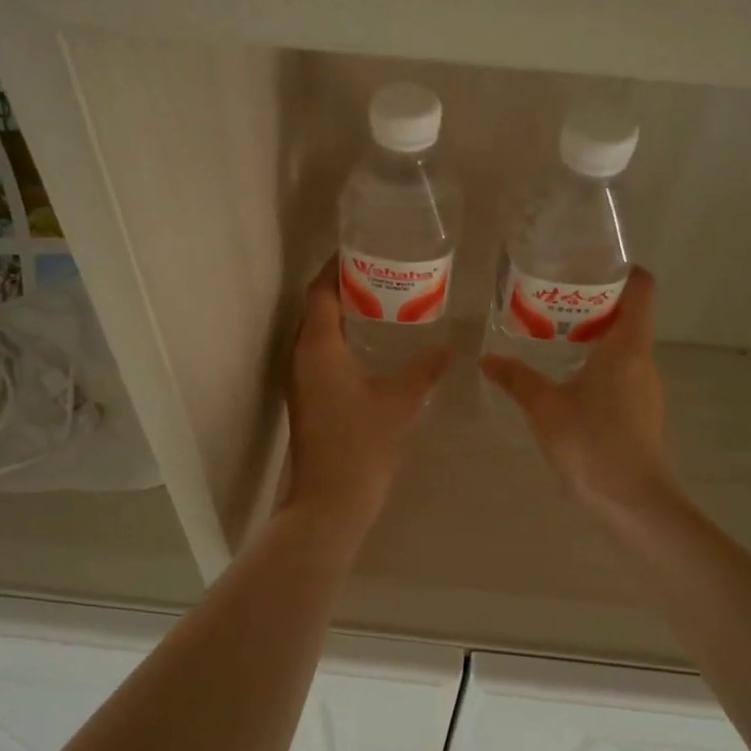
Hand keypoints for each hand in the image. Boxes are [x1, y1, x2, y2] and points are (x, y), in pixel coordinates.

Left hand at [284, 258, 450, 528]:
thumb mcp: (401, 400)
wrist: (330, 501)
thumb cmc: (362, 444)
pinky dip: (341, 338)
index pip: (320, 290)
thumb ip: (425, 369)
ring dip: (342, 313)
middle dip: (344, 285)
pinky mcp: (307, 397)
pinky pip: (320, 353)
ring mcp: (301, 379)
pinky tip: (371, 345)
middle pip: (316, 307)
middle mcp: (301, 356)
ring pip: (317, 332)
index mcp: (318, 346)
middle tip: (381, 271)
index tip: (363, 249)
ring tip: (381, 301)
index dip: (337, 266)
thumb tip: (449, 347)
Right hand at [480, 267, 669, 514]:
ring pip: (625, 345)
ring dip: (594, 334)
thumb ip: (516, 378)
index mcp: (627, 346)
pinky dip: (598, 362)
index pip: (642, 289)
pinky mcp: (641, 410)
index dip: (623, 271)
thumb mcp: (544, 407)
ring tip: (553, 335)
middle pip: (630, 314)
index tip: (589, 266)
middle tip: (553, 300)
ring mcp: (645, 386)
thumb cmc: (592, 442)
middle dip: (594, 302)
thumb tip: (487, 358)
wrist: (632, 501)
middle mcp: (643, 359)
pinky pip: (621, 370)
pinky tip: (567, 378)